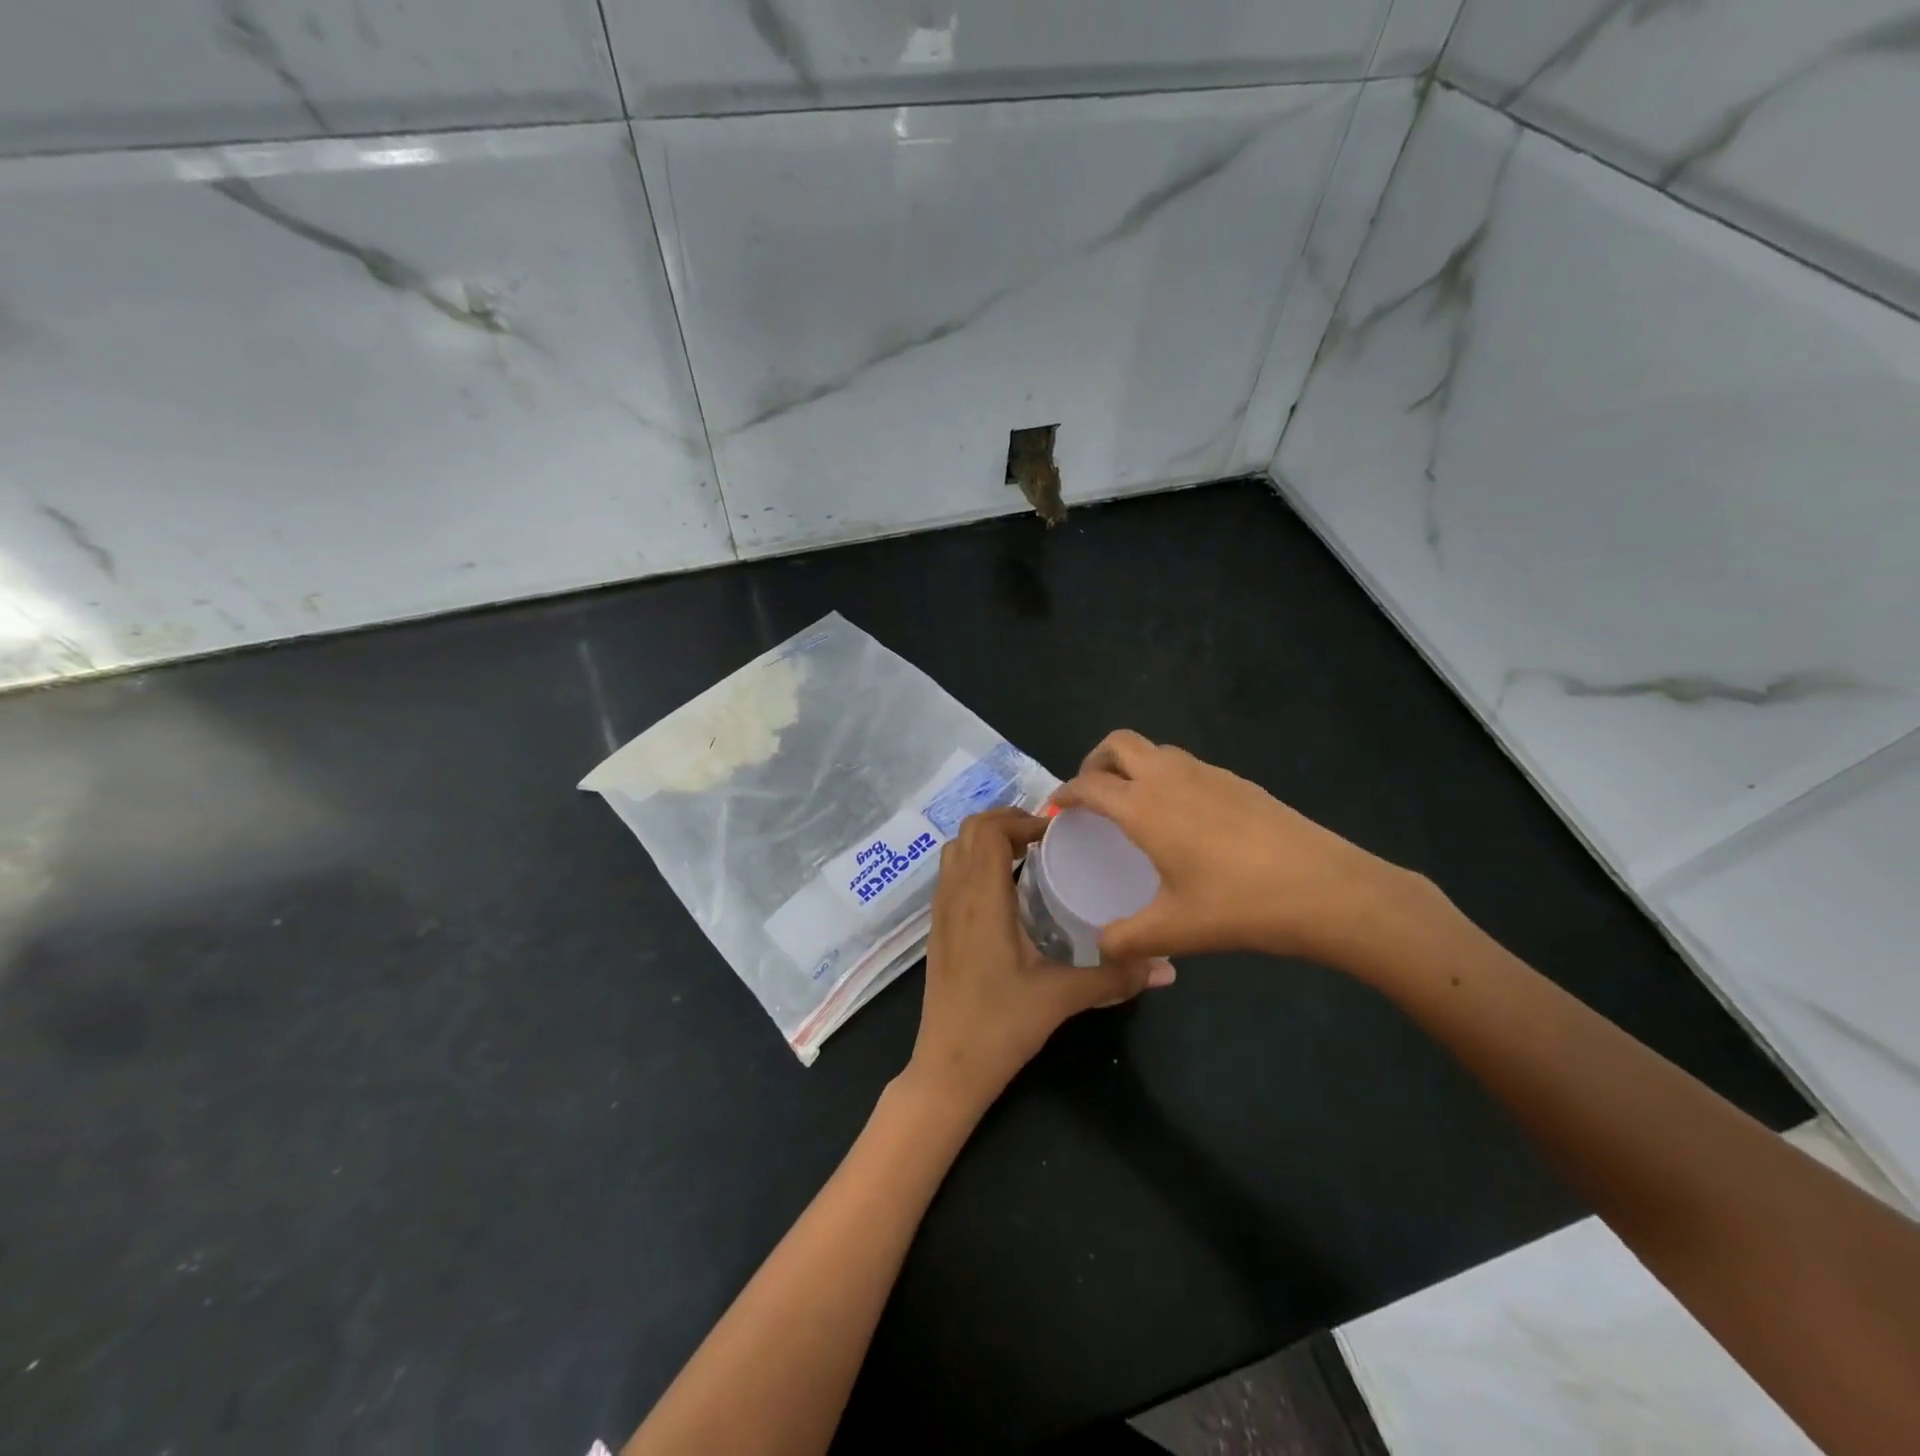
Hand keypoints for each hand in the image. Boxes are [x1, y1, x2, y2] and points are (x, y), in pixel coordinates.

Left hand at [905, 807, 1174, 1114]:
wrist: (947, 1068)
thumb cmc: (1001, 1026)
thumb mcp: (1062, 997)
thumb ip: (1114, 977)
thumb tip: (1167, 967)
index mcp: (981, 899)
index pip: (988, 830)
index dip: (1021, 819)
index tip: (1057, 834)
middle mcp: (955, 896)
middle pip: (968, 831)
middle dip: (1005, 822)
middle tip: (1045, 839)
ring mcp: (940, 913)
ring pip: (955, 852)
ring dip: (987, 841)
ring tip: (1027, 857)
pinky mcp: (938, 931)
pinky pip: (951, 876)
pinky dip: (976, 864)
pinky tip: (1007, 893)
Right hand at [1053, 731, 1421, 967]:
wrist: (1327, 889)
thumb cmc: (1239, 906)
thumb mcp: (1174, 931)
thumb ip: (1126, 940)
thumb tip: (1100, 946)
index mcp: (1144, 806)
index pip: (1089, 785)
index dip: (1066, 793)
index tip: (1057, 808)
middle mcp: (1170, 778)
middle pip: (1118, 743)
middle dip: (1094, 761)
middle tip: (1091, 795)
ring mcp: (1209, 774)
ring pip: (1156, 749)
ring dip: (1133, 765)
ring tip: (1133, 804)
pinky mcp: (1239, 781)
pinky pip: (1187, 765)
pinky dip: (1167, 776)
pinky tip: (1183, 818)